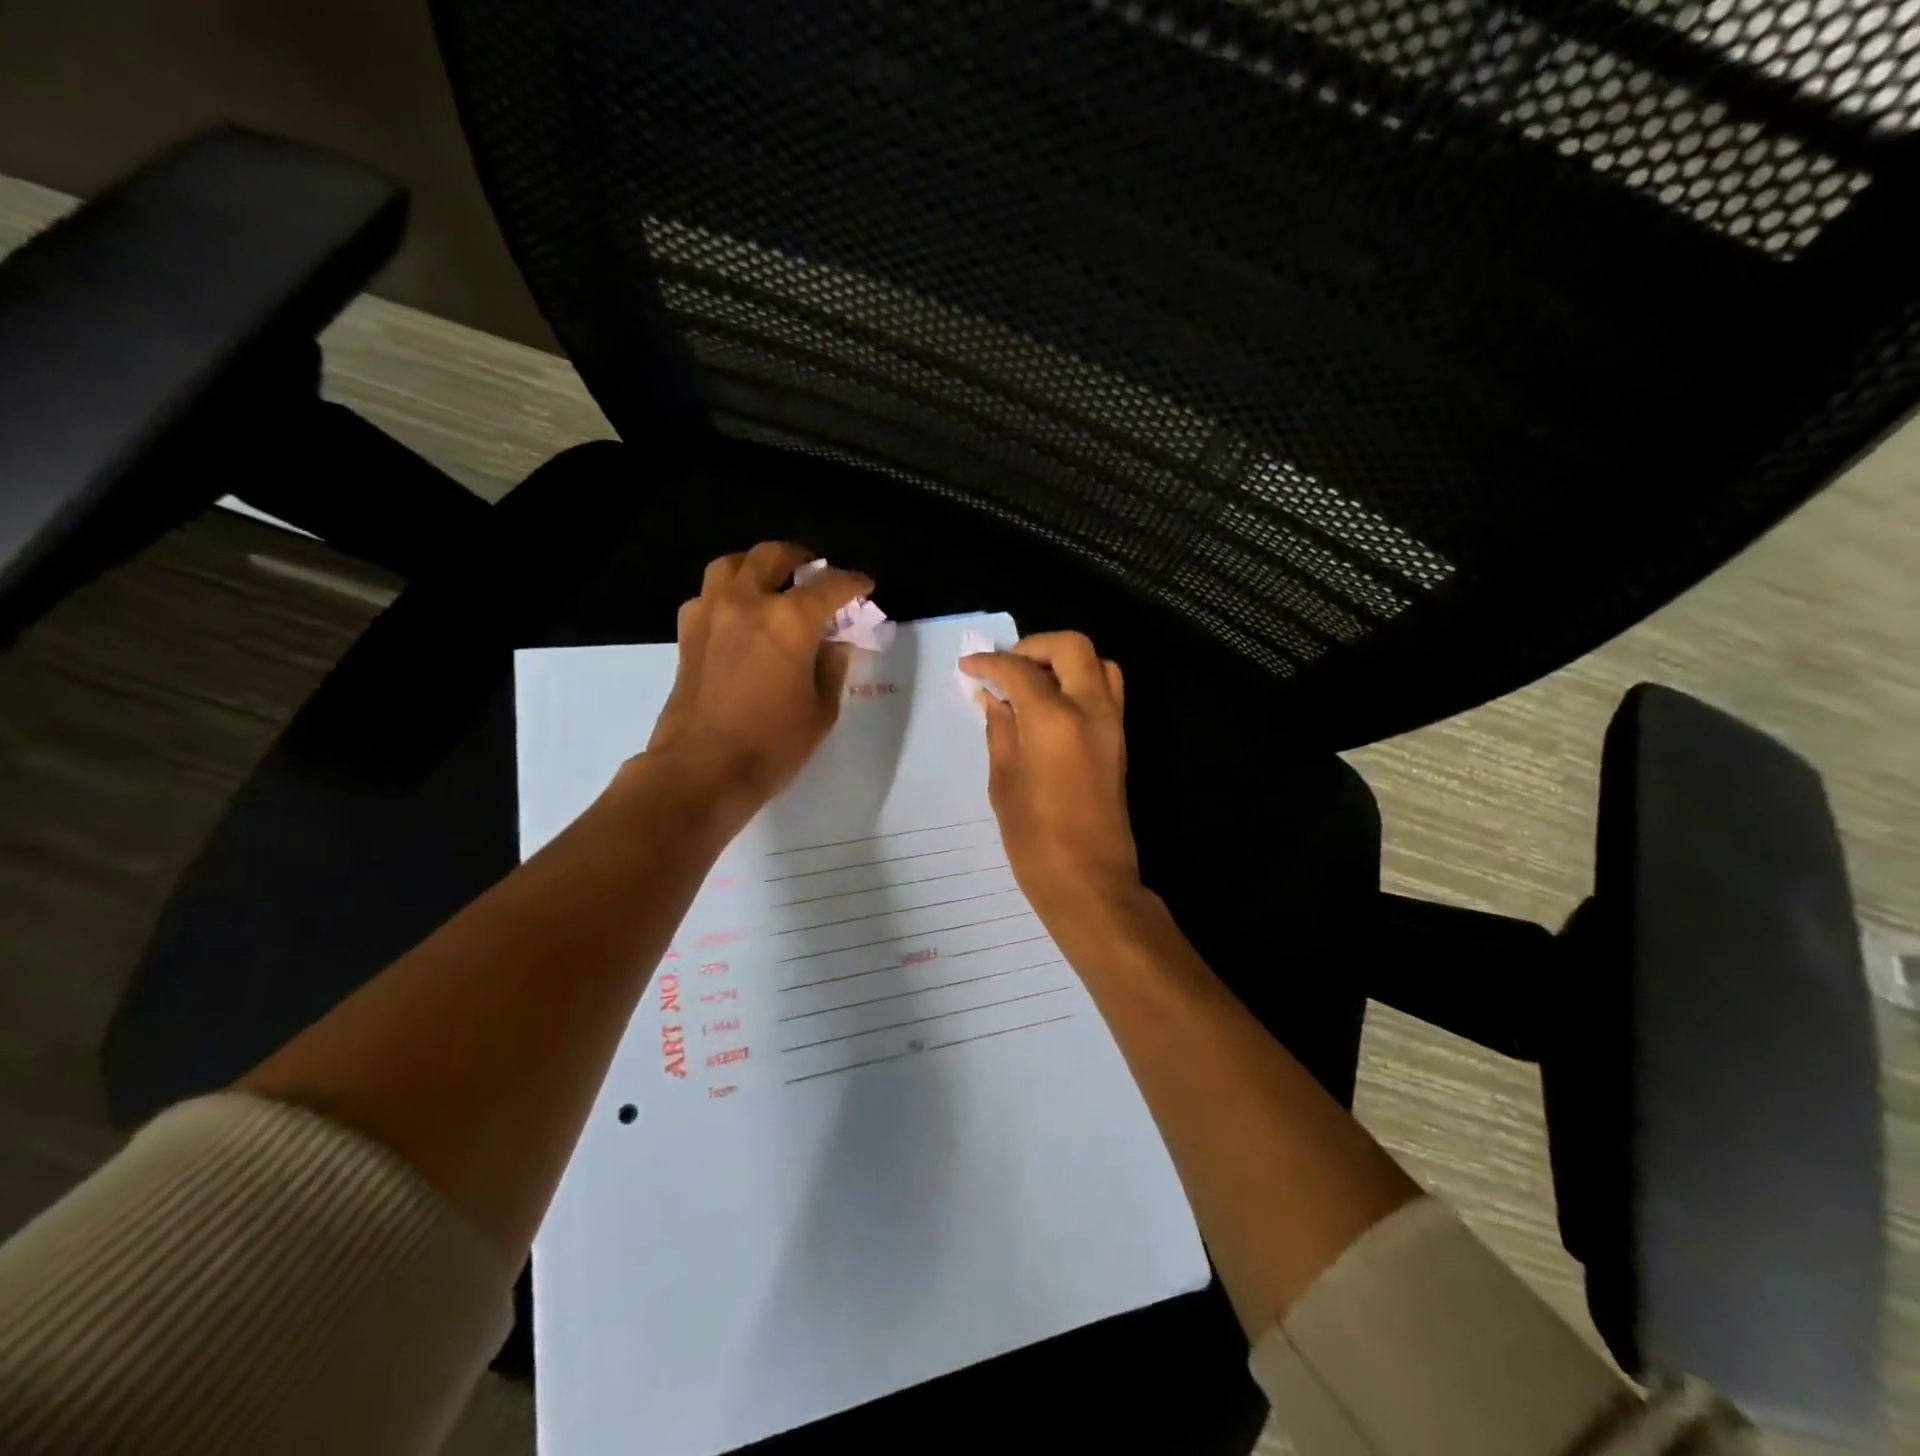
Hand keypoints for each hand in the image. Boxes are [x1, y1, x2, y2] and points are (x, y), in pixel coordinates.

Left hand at [644, 542, 873, 809]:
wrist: (701, 770)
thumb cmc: (771, 746)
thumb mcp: (820, 711)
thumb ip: (831, 668)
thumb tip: (834, 644)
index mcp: (790, 620)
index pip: (830, 586)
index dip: (853, 583)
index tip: (865, 586)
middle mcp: (748, 603)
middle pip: (773, 556)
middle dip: (801, 559)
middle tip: (816, 574)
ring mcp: (711, 613)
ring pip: (733, 564)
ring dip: (757, 565)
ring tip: (773, 582)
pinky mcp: (687, 633)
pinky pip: (708, 594)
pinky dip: (728, 593)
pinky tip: (739, 616)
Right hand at [959, 632, 1147, 937]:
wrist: (1091, 882)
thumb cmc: (1035, 841)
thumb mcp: (1004, 783)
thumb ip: (1001, 731)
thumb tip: (995, 699)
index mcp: (1055, 720)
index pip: (1020, 670)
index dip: (990, 662)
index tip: (968, 667)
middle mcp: (1091, 710)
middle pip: (1072, 647)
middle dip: (1034, 647)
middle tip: (1006, 667)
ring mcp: (1112, 725)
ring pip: (1098, 663)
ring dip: (1064, 661)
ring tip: (1031, 683)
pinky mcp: (1119, 742)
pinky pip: (1106, 690)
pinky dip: (1079, 682)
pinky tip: (1050, 707)